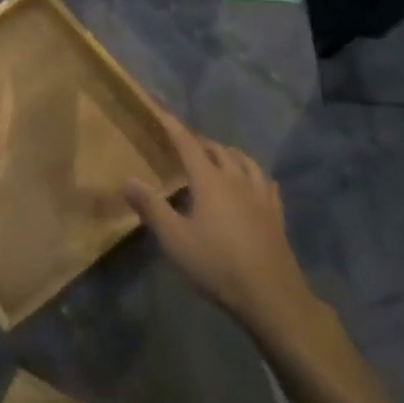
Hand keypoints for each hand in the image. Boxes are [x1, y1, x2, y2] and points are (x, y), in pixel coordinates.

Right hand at [125, 108, 325, 344]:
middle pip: (218, 149)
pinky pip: (265, 182)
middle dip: (199, 141)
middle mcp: (236, 180)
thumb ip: (151, 207)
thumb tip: (128, 180)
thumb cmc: (216, 264)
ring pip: (245, 161)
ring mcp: (260, 197)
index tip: (158, 106)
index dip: (171, 124)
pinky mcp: (275, 215)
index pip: (187, 143)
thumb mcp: (174, 239)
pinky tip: (254, 181)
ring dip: (228, 153)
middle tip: (183, 142)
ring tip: (218, 155)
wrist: (271, 296)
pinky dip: (253, 173)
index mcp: (210, 181)